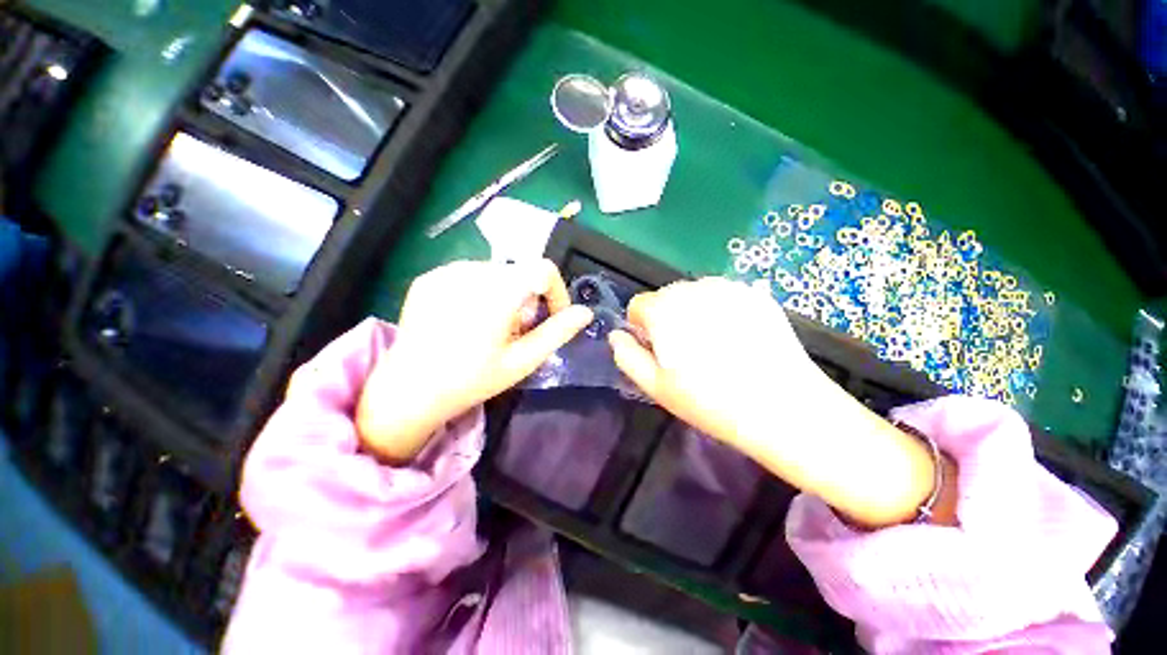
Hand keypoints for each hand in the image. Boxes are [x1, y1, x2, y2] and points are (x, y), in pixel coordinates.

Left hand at [357, 260, 592, 463]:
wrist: (409, 390)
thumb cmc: (472, 380)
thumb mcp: (522, 361)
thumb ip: (557, 333)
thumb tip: (586, 313)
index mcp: (498, 292)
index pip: (543, 269)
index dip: (556, 292)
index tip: (550, 318)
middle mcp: (471, 272)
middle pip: (520, 272)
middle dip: (529, 299)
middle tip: (517, 332)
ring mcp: (446, 271)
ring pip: (497, 272)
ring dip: (506, 295)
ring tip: (491, 327)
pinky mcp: (429, 277)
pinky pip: (470, 274)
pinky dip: (481, 292)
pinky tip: (467, 320)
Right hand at [609, 278, 943, 527]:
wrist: (784, 407)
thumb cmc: (711, 401)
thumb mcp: (655, 386)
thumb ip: (627, 356)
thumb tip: (617, 335)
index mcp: (665, 309)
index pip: (638, 305)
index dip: (642, 329)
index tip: (659, 352)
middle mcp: (694, 287)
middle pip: (666, 297)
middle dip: (667, 319)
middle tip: (688, 353)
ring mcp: (728, 287)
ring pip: (694, 295)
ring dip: (693, 314)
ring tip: (714, 346)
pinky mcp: (755, 294)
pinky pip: (723, 297)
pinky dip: (720, 311)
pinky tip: (737, 339)